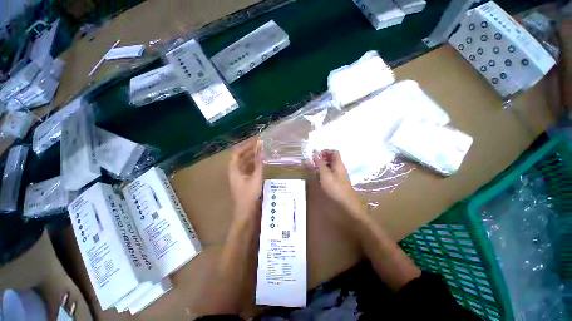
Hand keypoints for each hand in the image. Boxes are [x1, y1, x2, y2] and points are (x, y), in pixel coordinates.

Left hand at [229, 137, 262, 219]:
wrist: (246, 211)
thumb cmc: (249, 195)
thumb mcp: (256, 177)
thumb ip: (259, 163)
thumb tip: (261, 150)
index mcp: (234, 169)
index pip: (237, 152)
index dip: (246, 145)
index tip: (255, 140)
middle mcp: (235, 170)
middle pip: (241, 156)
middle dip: (250, 149)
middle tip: (260, 144)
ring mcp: (239, 175)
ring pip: (245, 162)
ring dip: (252, 156)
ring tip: (262, 151)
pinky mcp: (244, 180)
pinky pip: (248, 168)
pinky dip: (254, 163)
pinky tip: (261, 162)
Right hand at [312, 150, 364, 217]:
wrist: (346, 204)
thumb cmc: (335, 188)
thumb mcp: (325, 175)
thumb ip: (321, 164)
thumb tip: (315, 154)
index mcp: (339, 164)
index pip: (334, 152)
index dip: (325, 151)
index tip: (316, 155)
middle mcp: (340, 168)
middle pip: (333, 158)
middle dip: (323, 158)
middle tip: (313, 161)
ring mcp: (340, 175)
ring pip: (331, 166)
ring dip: (323, 164)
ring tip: (314, 168)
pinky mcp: (338, 181)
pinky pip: (331, 172)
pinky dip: (324, 171)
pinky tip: (319, 176)